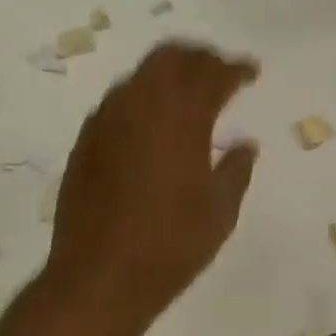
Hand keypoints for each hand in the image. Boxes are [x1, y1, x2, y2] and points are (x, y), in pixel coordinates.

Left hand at [46, 42, 259, 322]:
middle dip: (199, 59)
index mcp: (180, 117)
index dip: (235, 68)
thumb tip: (244, 145)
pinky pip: (118, 104)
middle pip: (170, 57)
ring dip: (167, 76)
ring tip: (187, 97)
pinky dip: (142, 101)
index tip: (251, 72)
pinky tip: (151, 126)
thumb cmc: (170, 247)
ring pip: (139, 77)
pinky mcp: (84, 143)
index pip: (212, 73)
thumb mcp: (220, 213)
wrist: (99, 278)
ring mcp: (105, 122)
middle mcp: (139, 105)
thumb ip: (236, 170)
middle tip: (219, 73)